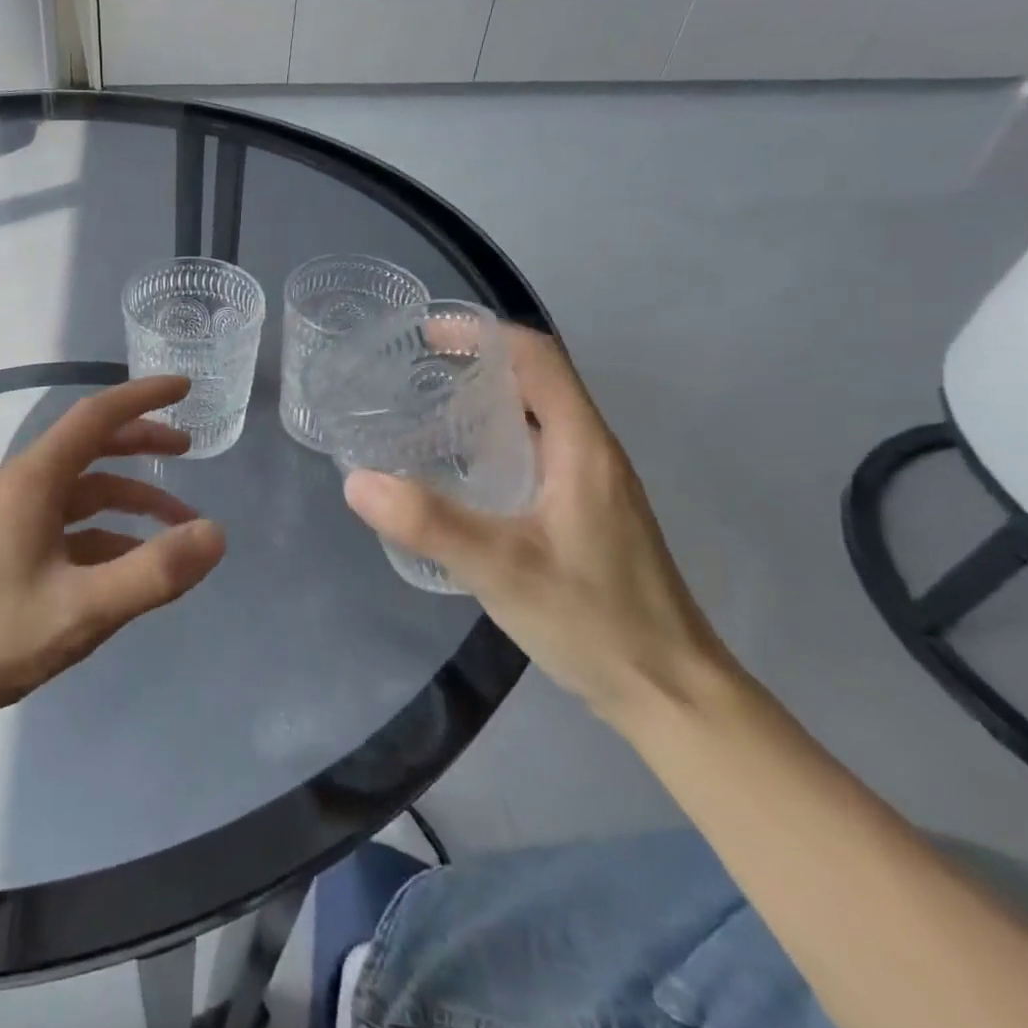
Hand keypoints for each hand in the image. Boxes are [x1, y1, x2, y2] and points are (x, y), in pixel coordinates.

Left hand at [0, 376, 226, 752]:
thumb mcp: (85, 609)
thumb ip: (154, 571)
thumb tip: (216, 534)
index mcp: (33, 481)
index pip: (95, 417)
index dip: (143, 398)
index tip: (185, 388)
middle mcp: (20, 486)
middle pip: (90, 447)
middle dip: (141, 444)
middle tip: (187, 451)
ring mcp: (11, 516)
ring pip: (82, 490)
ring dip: (130, 499)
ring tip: (178, 523)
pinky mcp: (8, 547)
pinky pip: (68, 524)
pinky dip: (106, 531)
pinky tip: (132, 561)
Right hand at [342, 328, 732, 726]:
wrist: (671, 693)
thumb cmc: (595, 621)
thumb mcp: (502, 569)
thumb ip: (429, 523)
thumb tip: (356, 480)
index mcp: (581, 446)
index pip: (538, 358)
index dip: (483, 333)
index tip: (425, 335)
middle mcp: (590, 453)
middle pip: (536, 381)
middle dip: (474, 364)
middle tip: (410, 375)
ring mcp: (590, 485)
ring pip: (534, 419)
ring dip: (482, 404)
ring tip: (421, 414)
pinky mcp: (583, 514)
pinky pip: (533, 454)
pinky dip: (491, 443)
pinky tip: (455, 474)